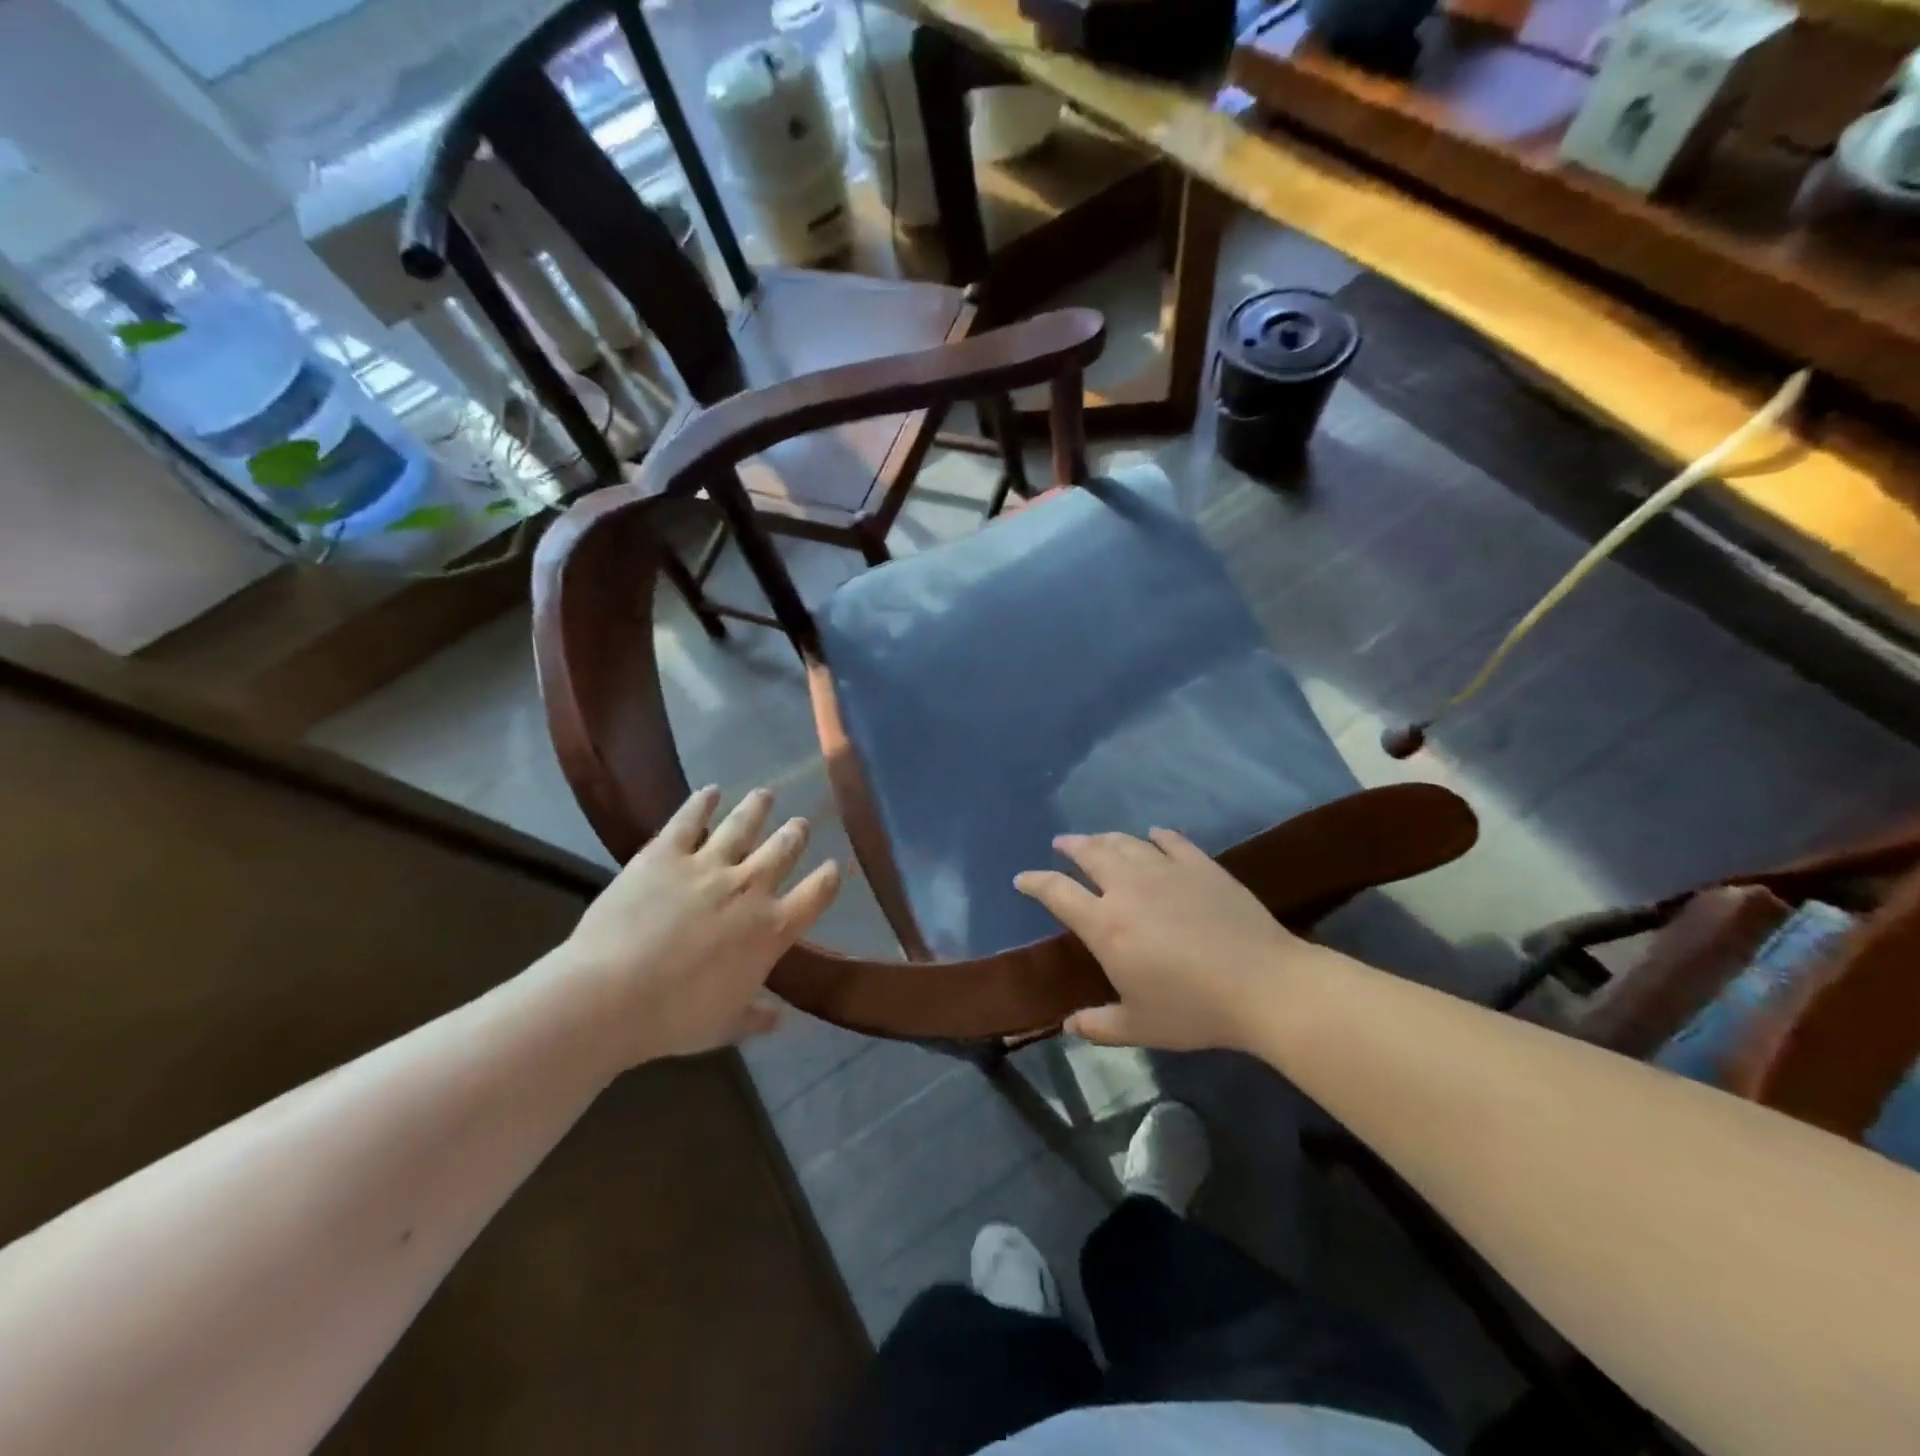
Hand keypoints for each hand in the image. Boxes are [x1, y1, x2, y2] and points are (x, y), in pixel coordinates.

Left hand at [554, 785, 839, 1066]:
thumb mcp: (724, 1026)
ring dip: (758, 807)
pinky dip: (702, 802)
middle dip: (795, 834)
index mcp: (771, 930)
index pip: (816, 895)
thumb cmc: (674, 1019)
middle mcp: (750, 887)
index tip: (832, 867)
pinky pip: (690, 819)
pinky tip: (709, 791)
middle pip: (784, 849)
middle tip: (798, 825)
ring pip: (744, 824)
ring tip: (765, 794)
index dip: (828, 878)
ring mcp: (708, 865)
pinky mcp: (666, 853)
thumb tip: (782, 1020)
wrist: (610, 997)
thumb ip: (757, 1017)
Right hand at [1014, 829, 1336, 1051]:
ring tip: (1098, 840)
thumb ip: (1099, 1025)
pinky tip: (1153, 836)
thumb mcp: (1140, 1026)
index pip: (1057, 893)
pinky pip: (1171, 841)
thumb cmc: (1194, 1009)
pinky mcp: (1200, 866)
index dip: (1035, 882)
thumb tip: (1069, 1026)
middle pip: (1090, 853)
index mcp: (1106, 925)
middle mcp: (1128, 887)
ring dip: (1106, 838)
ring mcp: (1166, 871)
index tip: (1022, 879)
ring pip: (1126, 842)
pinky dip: (1156, 837)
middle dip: (1071, 846)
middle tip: (1062, 844)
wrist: (1263, 985)